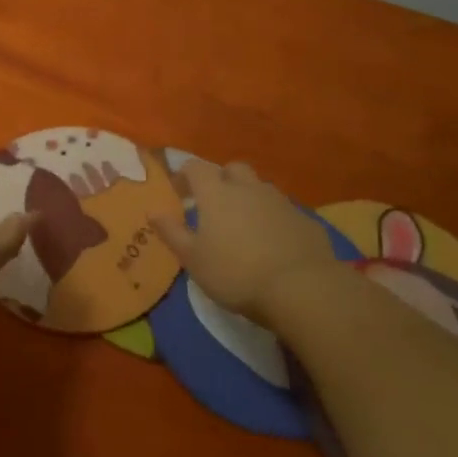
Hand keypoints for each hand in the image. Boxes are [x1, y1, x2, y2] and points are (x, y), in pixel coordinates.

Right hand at [150, 160, 339, 325]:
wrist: (302, 289)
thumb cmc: (236, 273)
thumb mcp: (193, 259)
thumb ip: (171, 232)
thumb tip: (152, 211)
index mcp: (217, 193)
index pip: (196, 168)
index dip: (185, 175)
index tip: (179, 192)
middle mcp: (248, 188)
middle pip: (233, 169)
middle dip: (222, 179)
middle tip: (215, 204)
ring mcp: (280, 202)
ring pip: (260, 188)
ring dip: (249, 198)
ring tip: (245, 226)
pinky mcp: (306, 220)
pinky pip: (284, 211)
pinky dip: (275, 220)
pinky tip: (274, 244)